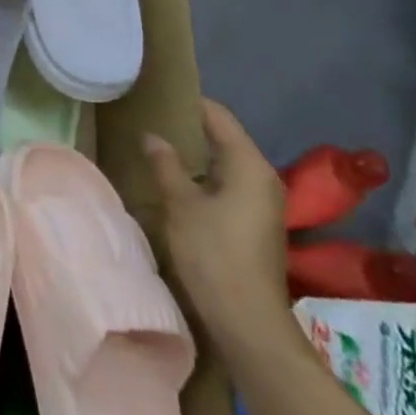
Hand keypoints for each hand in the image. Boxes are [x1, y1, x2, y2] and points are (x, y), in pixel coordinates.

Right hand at [145, 99, 290, 353]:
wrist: (247, 320)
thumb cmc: (213, 253)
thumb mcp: (181, 204)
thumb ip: (166, 165)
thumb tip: (153, 136)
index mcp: (249, 165)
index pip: (219, 118)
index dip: (190, 104)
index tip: (159, 94)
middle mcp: (263, 178)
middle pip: (226, 140)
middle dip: (191, 130)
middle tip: (152, 121)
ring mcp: (263, 203)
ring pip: (226, 165)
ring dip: (196, 157)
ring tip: (159, 149)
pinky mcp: (257, 224)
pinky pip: (229, 186)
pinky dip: (205, 179)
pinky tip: (178, 184)